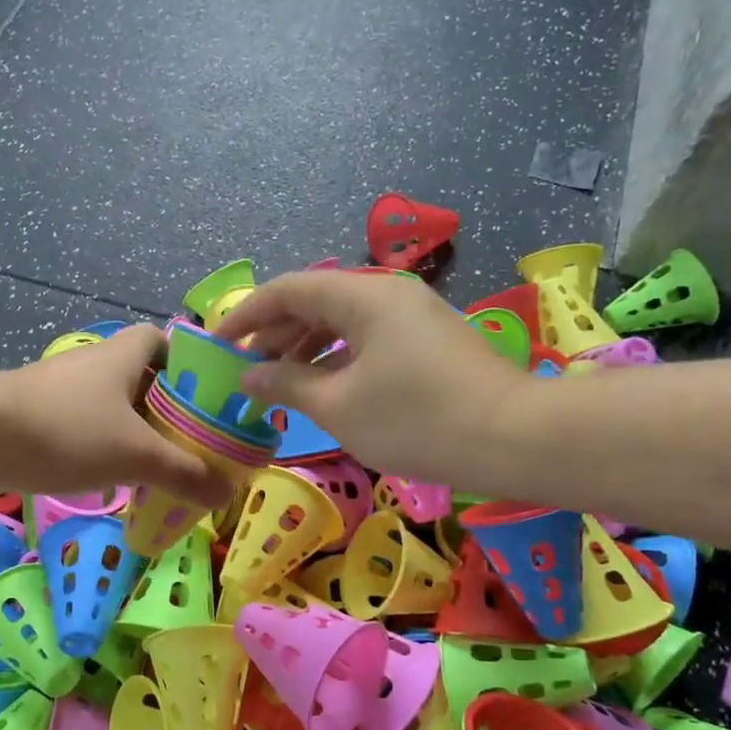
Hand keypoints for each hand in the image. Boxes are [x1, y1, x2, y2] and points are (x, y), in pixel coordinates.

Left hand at [0, 326, 229, 506]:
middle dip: (166, 411)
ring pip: (112, 408)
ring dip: (135, 434)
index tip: (204, 399)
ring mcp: (63, 390)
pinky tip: (113, 480)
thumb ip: (185, 473)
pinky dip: (103, 449)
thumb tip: (226, 494)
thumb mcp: (137, 454)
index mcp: (123, 356)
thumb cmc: (69, 431)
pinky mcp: (39, 416)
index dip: (186, 364)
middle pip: (142, 380)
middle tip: (191, 445)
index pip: (162, 341)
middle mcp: (94, 365)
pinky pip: (85, 428)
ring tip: (159, 469)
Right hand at [215, 272, 523, 488]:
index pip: (287, 290)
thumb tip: (250, 375)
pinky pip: (367, 337)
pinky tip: (323, 387)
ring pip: (342, 321)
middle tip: (246, 371)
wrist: (514, 439)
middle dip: (274, 334)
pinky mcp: (428, 339)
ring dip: (304, 348)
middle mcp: (387, 293)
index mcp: (362, 296)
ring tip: (278, 383)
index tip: (216, 343)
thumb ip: (287, 384)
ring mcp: (412, 315)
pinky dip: (337, 357)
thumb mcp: (339, 406)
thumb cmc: (417, 421)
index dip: (246, 314)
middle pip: (314, 302)